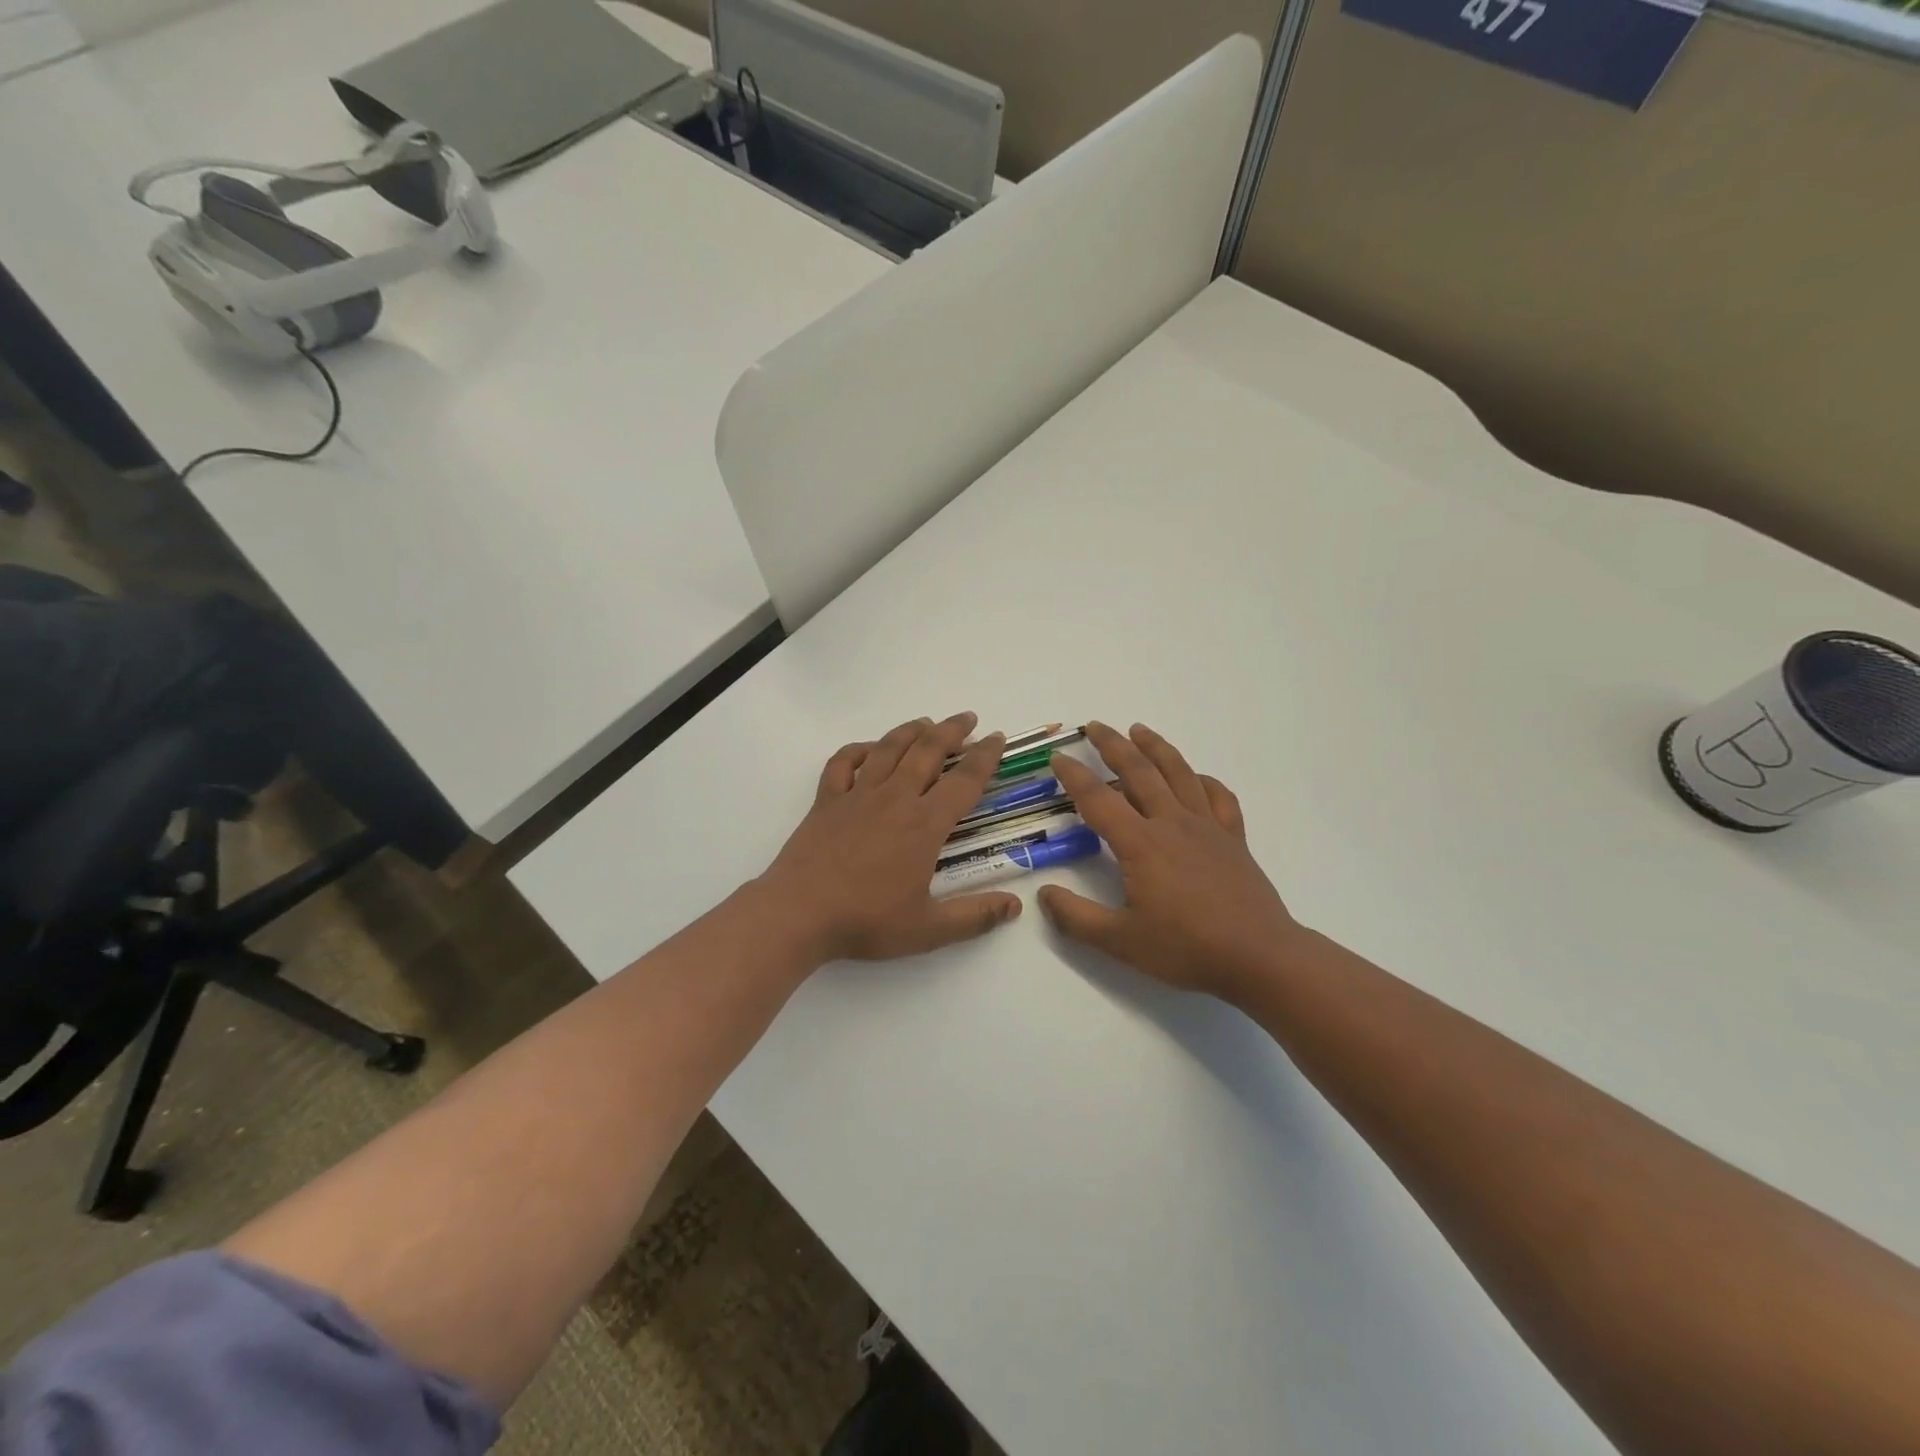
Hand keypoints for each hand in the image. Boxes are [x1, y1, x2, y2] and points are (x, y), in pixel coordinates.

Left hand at [758, 712, 1023, 964]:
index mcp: (924, 824)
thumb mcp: (929, 929)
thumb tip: (1016, 905)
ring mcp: (857, 795)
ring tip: (926, 722)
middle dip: (951, 731)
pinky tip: (869, 749)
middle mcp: (894, 798)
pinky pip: (843, 762)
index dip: (985, 757)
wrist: (799, 914)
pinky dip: (859, 749)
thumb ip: (975, 916)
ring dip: (911, 730)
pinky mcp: (826, 800)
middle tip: (967, 718)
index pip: (964, 781)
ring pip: (888, 748)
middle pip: (928, 751)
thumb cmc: (866, 920)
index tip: (997, 738)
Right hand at [1039, 722, 1304, 1003]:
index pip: (1098, 799)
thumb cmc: (1187, 948)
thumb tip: (1044, 894)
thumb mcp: (1121, 941)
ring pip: (1178, 772)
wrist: (1259, 956)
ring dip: (1156, 747)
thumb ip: (1076, 918)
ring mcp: (1207, 826)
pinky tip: (1195, 778)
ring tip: (1139, 730)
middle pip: (1139, 771)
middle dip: (1113, 745)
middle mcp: (1172, 823)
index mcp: (1141, 843)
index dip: (1074, 776)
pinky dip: (1203, 780)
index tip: (1058, 758)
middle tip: (1094, 726)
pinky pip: (1217, 796)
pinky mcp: (1233, 837)